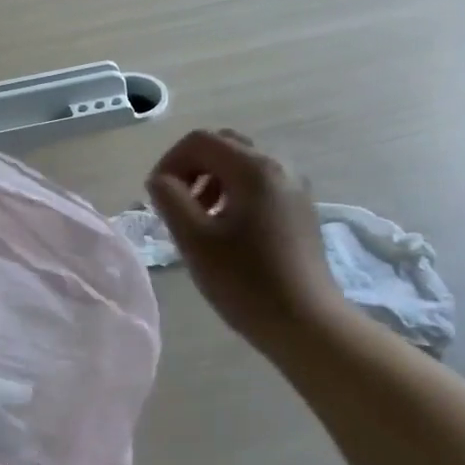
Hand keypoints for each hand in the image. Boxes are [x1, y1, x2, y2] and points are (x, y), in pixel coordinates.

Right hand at [146, 129, 346, 350]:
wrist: (307, 324)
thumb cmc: (245, 281)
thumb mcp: (194, 239)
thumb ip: (169, 198)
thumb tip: (161, 180)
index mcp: (253, 168)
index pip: (199, 141)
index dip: (170, 162)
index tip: (157, 197)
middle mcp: (279, 166)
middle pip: (223, 146)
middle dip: (192, 168)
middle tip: (178, 205)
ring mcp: (294, 187)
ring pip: (242, 165)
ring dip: (212, 181)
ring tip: (200, 220)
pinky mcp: (300, 209)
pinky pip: (259, 184)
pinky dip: (234, 193)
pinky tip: (227, 230)